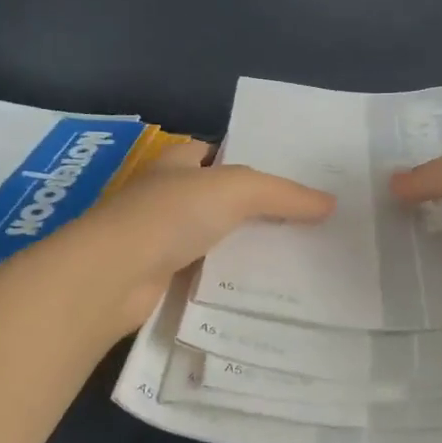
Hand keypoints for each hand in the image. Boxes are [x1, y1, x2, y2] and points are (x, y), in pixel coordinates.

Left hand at [63, 140, 334, 333]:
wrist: (112, 276)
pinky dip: (227, 279)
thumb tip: (329, 203)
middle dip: (255, 209)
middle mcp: (165, 196)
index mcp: (176, 163)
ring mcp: (159, 238)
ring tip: (296, 258)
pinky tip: (260, 289)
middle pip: (218, 199)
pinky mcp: (159, 278)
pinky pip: (204, 273)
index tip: (292, 180)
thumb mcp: (235, 190)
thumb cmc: (169, 215)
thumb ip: (282, 194)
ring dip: (243, 247)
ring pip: (213, 238)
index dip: (251, 161)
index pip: (216, 153)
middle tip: (306, 222)